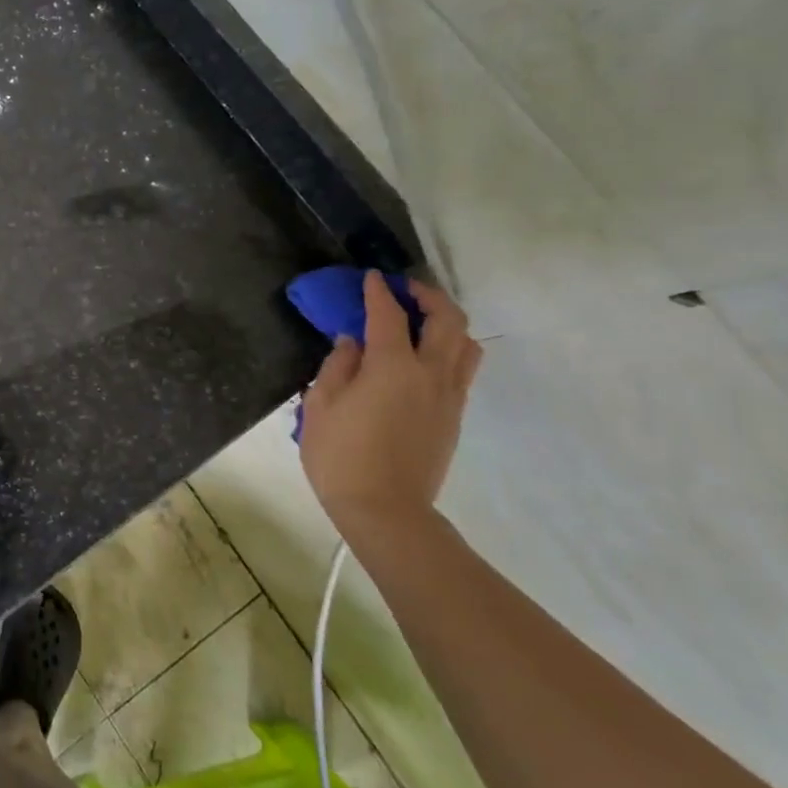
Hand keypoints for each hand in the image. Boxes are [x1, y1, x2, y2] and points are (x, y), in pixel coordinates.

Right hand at [299, 272, 482, 541]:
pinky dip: (449, 349)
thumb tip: (352, 342)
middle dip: (428, 296)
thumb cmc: (341, 456)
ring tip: (422, 321)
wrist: (385, 510)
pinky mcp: (454, 416)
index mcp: (392, 366)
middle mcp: (430, 373)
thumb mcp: (320, 405)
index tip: (371, 277)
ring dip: (447, 322)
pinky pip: (462, 369)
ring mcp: (448, 396)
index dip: (378, 291)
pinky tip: (424, 357)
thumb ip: (338, 365)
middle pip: (447, 319)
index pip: (389, 314)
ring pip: (466, 344)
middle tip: (405, 290)